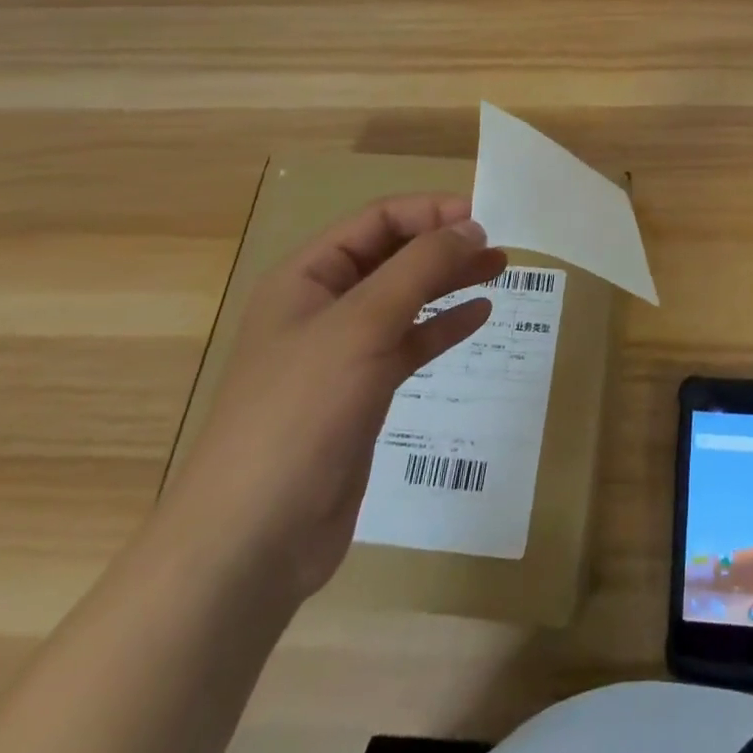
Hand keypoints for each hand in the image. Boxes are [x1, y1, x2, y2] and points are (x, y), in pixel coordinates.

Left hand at [159, 194, 504, 602]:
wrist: (254, 540)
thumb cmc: (301, 412)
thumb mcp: (363, 324)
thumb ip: (420, 268)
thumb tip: (470, 227)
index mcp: (307, 277)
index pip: (376, 221)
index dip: (429, 212)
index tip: (482, 217)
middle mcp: (323, 307)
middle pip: (393, 256)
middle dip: (444, 245)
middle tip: (498, 245)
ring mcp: (342, 353)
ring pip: (405, 298)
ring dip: (449, 280)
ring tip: (498, 268)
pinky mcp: (361, 394)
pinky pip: (410, 343)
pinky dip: (443, 326)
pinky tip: (479, 315)